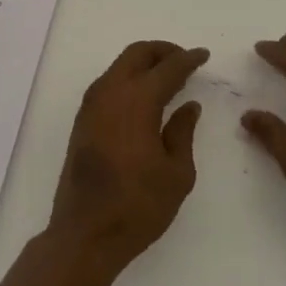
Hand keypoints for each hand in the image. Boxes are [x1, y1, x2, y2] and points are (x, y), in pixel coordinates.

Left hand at [49, 41, 209, 269]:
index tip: (203, 55)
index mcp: (137, 101)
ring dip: (143, 64)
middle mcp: (110, 93)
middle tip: (184, 61)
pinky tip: (144, 98)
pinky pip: (108, 84)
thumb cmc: (138, 205)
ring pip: (119, 66)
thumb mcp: (177, 172)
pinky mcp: (82, 121)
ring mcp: (91, 106)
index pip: (168, 68)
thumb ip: (183, 132)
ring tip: (167, 79)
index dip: (188, 59)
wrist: (85, 234)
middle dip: (163, 51)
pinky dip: (129, 79)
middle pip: (137, 54)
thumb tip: (189, 106)